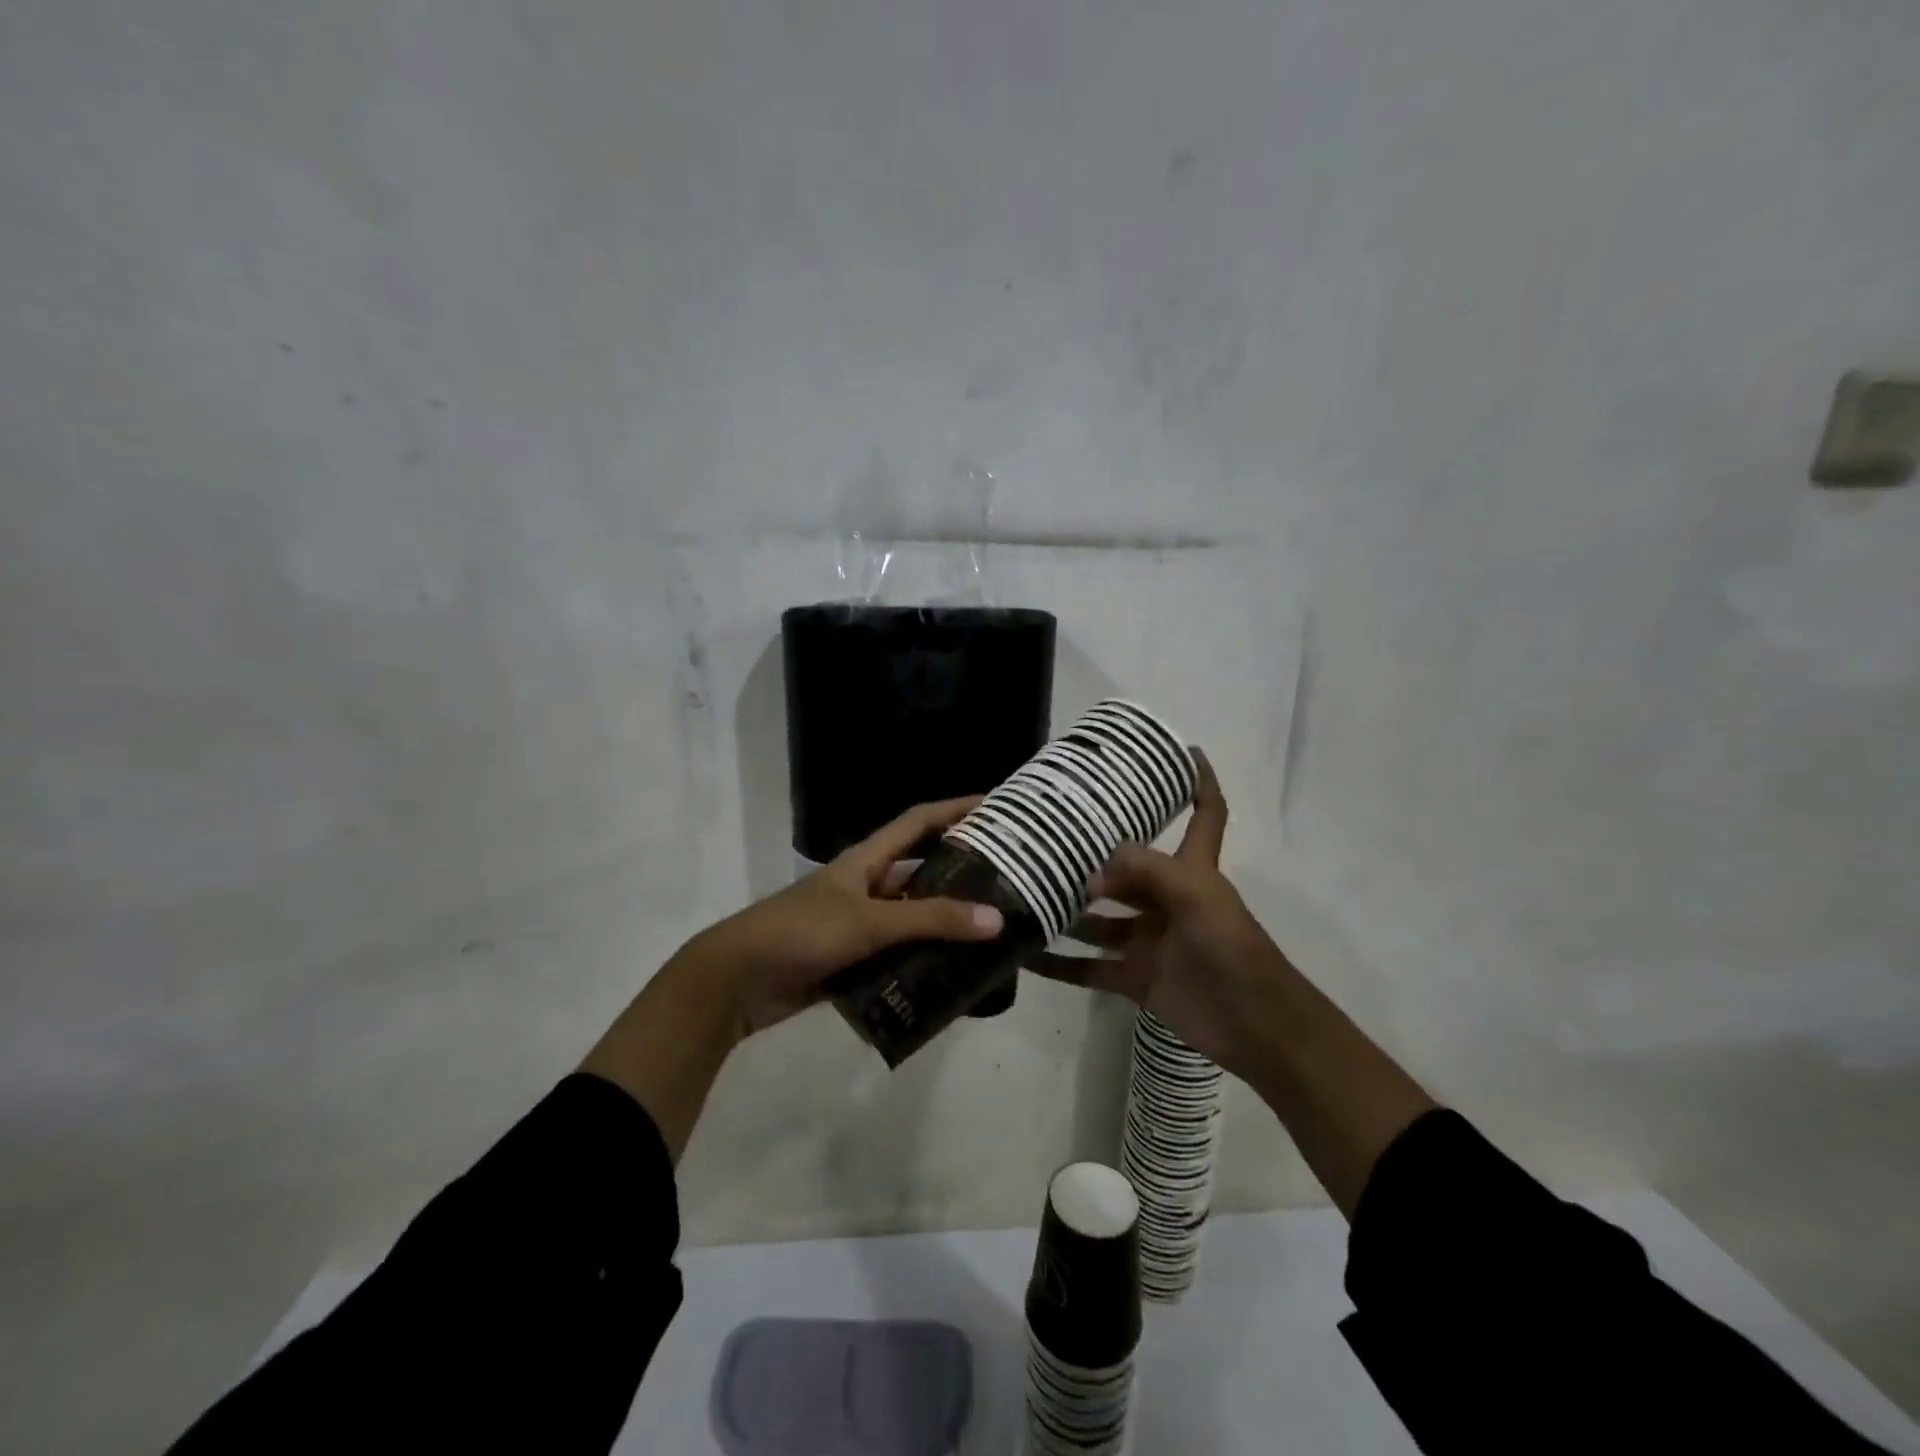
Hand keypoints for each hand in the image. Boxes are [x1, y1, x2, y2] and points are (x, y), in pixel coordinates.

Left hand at [672, 795, 1006, 1039]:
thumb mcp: (868, 921)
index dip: (956, 809)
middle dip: (961, 876)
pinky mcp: (852, 961)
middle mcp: (867, 886)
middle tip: (1010, 883)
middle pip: (922, 873)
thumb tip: (996, 919)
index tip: (997, 807)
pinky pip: (898, 958)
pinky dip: (923, 966)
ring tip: (994, 937)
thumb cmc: (800, 932)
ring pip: (913, 920)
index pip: (919, 822)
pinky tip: (955, 979)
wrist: (736, 981)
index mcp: (867, 860)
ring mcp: (859, 925)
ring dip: (945, 928)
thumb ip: (930, 921)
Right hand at [1030, 751, 1289, 1079]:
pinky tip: (1024, 955)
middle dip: (1093, 855)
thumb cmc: (1232, 949)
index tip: (1183, 749)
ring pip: (1098, 919)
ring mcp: (1149, 940)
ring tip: (1021, 891)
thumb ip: (1144, 870)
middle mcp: (1167, 899)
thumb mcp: (1196, 896)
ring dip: (1066, 910)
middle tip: (1044, 836)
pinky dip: (1058, 965)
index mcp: (1193, 870)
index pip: (1204, 814)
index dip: (1198, 780)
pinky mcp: (1135, 978)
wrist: (1255, 1027)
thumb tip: (1092, 868)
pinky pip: (1087, 967)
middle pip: (1127, 868)